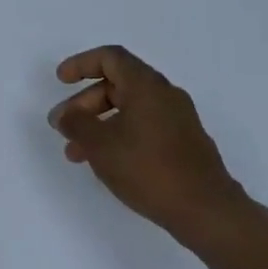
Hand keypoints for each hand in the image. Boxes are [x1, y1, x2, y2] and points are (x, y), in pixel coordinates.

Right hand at [49, 45, 250, 243]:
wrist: (206, 210)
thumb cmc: (148, 169)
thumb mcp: (100, 145)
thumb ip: (76, 124)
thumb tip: (64, 114)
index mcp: (147, 85)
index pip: (111, 58)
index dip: (81, 64)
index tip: (61, 80)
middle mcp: (165, 95)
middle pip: (118, 85)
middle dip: (85, 103)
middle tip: (62, 126)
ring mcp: (178, 120)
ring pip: (129, 110)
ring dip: (99, 124)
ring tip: (76, 153)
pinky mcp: (184, 143)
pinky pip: (144, 127)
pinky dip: (120, 136)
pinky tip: (107, 163)